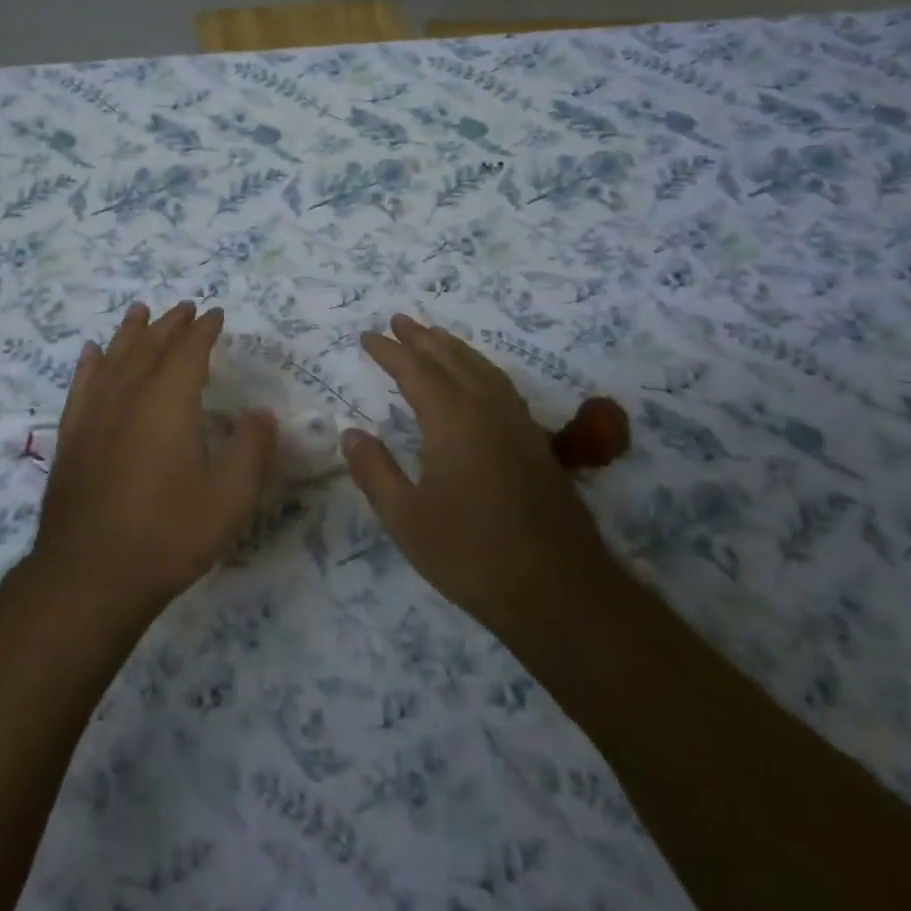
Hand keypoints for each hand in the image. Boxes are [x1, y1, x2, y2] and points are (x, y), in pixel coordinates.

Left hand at [30, 302, 277, 620]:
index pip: (189, 349)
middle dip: (170, 324)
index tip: (215, 315)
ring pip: (114, 356)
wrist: (90, 574)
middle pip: (150, 344)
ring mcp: (95, 412)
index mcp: (169, 399)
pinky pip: (82, 384)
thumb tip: (263, 415)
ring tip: (140, 312)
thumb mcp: (230, 497)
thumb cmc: (168, 532)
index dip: (204, 329)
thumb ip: (252, 449)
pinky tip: (92, 353)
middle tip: (184, 308)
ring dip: (130, 332)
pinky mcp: (72, 435)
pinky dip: (90, 363)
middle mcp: (129, 393)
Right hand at [343, 314, 619, 636]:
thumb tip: (351, 434)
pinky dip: (480, 368)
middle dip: (422, 337)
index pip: (415, 370)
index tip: (367, 336)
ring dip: (453, 347)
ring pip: (481, 368)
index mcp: (452, 420)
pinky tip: (478, 379)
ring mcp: (518, 423)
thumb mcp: (406, 519)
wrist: (559, 591)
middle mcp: (487, 409)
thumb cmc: (471, 554)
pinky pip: (501, 385)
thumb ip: (375, 471)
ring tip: (433, 337)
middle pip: (451, 359)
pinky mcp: (537, 442)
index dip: (389, 351)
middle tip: (398, 320)